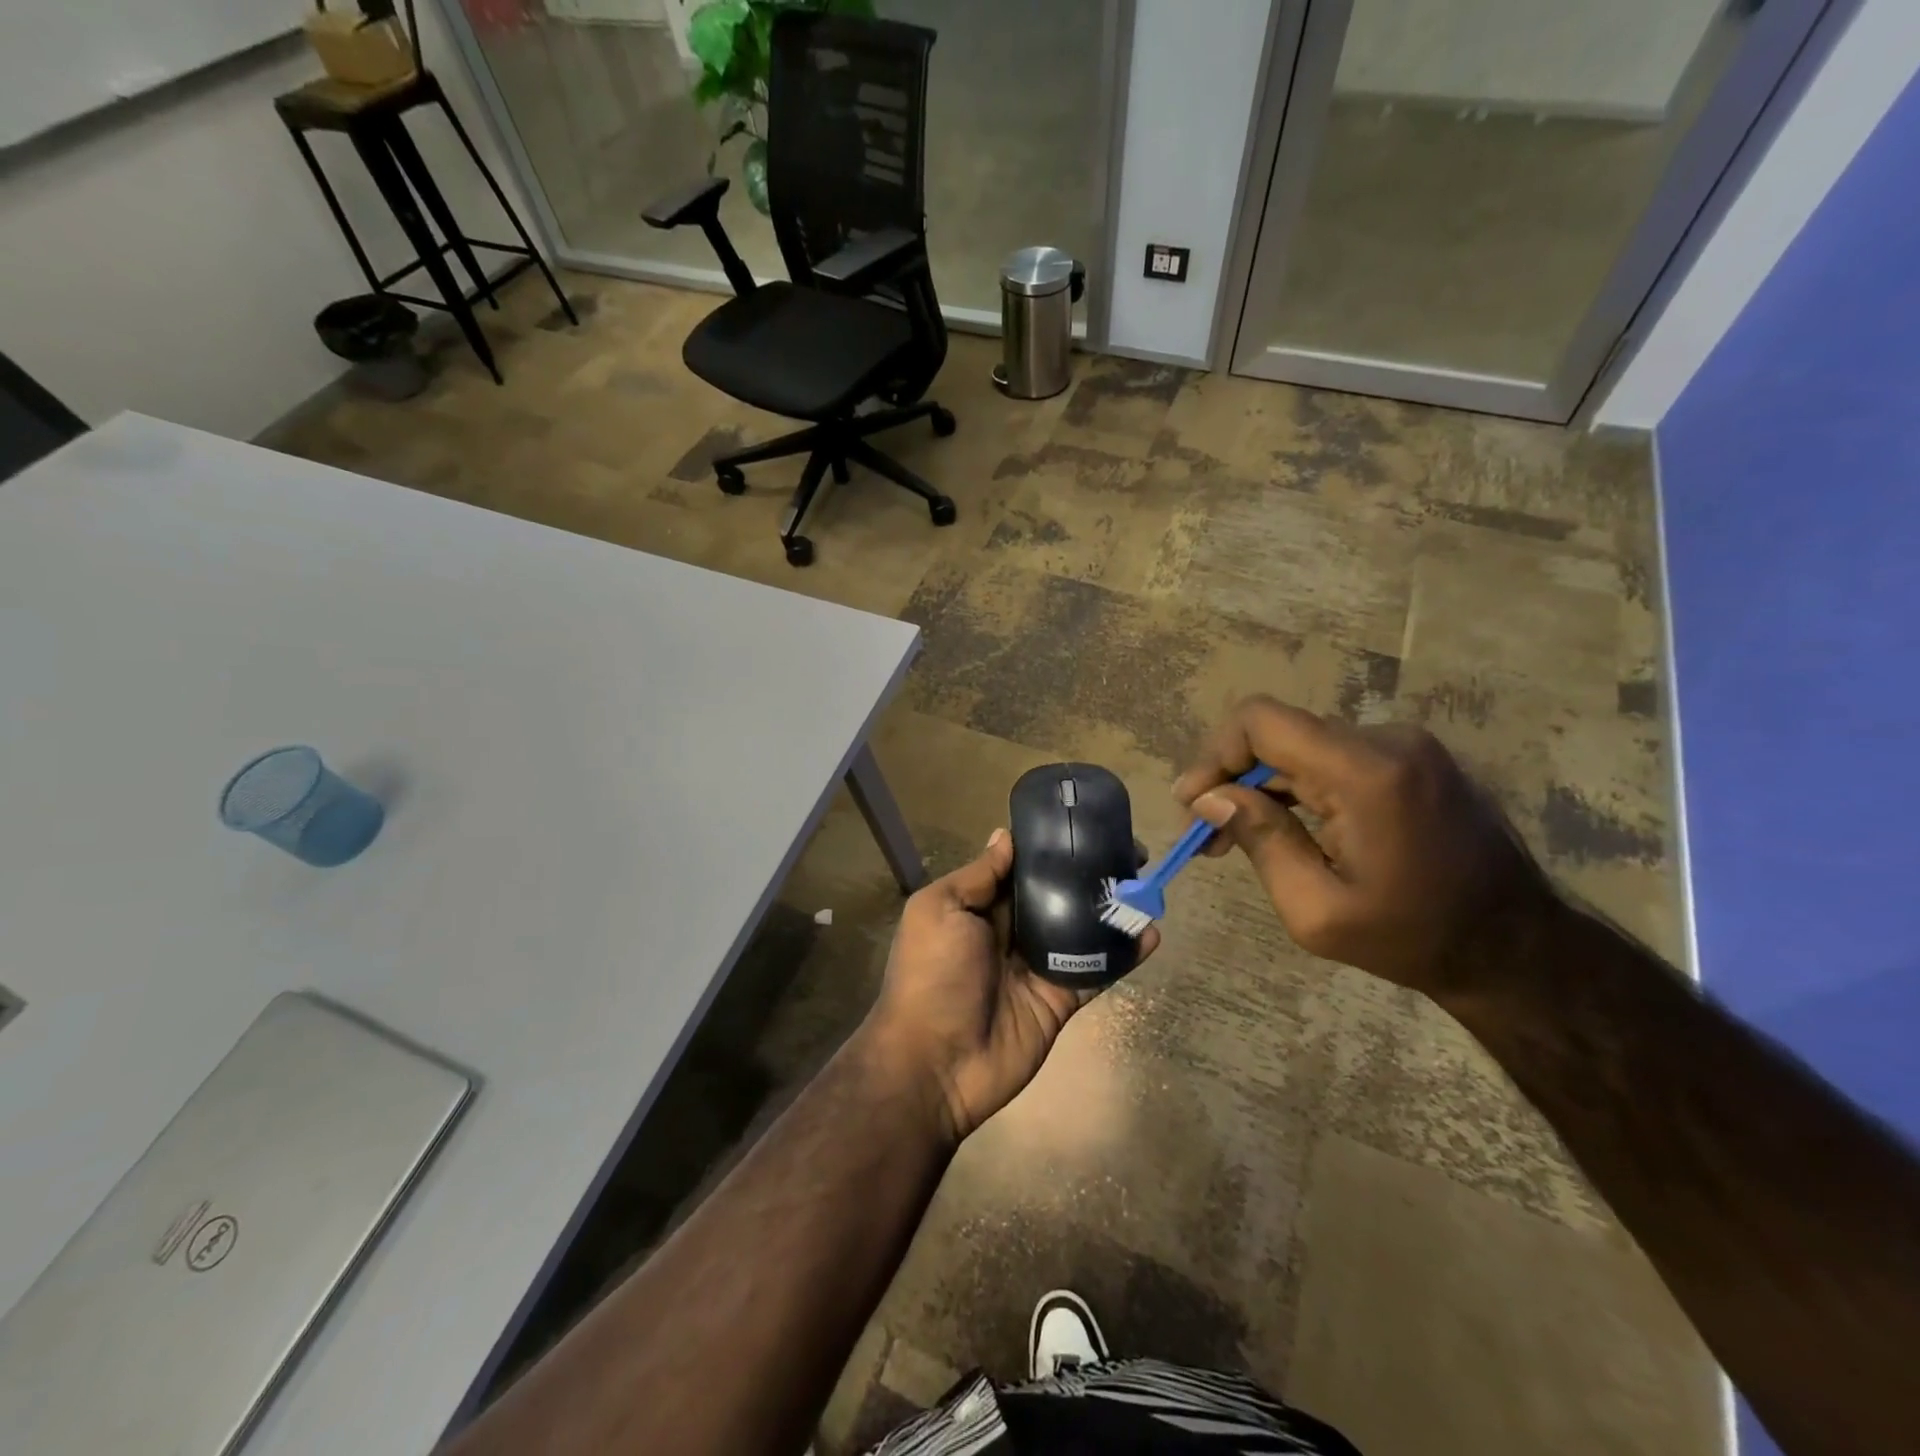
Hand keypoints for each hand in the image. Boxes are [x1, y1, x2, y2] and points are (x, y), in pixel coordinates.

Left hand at [865, 829, 1157, 1142]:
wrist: (935, 1063)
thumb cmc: (931, 974)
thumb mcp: (940, 910)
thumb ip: (978, 876)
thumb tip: (1005, 835)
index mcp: (980, 906)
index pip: (1021, 867)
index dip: (1050, 847)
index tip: (1085, 824)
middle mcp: (1011, 930)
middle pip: (1057, 893)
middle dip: (1089, 872)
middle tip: (1131, 853)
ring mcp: (1039, 966)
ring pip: (1082, 929)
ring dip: (1112, 908)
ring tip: (1147, 884)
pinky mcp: (1061, 999)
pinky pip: (1097, 971)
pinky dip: (1124, 954)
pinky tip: (1151, 933)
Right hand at [1173, 695, 1548, 999]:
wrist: (1516, 948)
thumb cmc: (1413, 938)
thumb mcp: (1316, 910)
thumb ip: (1260, 841)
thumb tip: (1210, 797)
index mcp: (1366, 773)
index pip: (1261, 721)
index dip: (1215, 754)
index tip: (1194, 803)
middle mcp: (1386, 741)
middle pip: (1278, 733)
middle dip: (1230, 777)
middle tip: (1204, 832)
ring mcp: (1404, 746)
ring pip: (1301, 745)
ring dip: (1260, 784)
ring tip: (1234, 835)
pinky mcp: (1410, 759)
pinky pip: (1331, 757)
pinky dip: (1295, 786)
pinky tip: (1281, 825)